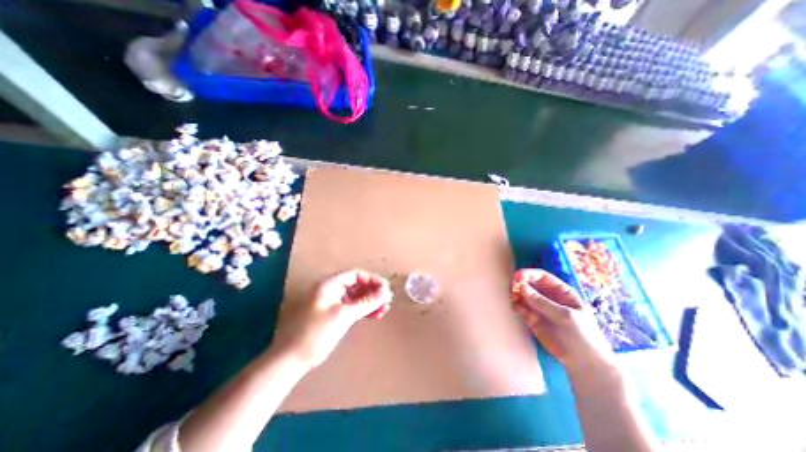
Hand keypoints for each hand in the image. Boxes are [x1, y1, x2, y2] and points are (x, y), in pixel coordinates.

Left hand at [271, 271, 395, 371]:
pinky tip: (374, 315)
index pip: (356, 274)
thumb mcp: (344, 315)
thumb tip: (386, 291)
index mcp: (330, 284)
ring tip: (384, 310)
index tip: (386, 289)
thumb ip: (366, 302)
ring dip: (370, 302)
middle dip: (373, 292)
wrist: (290, 360)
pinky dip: (363, 310)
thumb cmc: (316, 333)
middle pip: (357, 285)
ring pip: (356, 297)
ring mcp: (331, 302)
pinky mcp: (332, 314)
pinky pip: (351, 307)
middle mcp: (331, 289)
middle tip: (387, 301)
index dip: (372, 280)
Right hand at [512, 271, 613, 372]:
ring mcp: (539, 306)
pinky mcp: (532, 317)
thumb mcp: (565, 317)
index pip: (541, 276)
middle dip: (519, 283)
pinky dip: (515, 304)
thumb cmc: (582, 336)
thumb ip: (543, 302)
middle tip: (512, 289)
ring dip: (515, 293)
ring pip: (522, 294)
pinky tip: (514, 307)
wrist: (584, 364)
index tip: (517, 278)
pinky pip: (520, 306)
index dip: (528, 274)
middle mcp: (548, 296)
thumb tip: (521, 286)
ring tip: (512, 299)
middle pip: (529, 283)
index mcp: (561, 291)